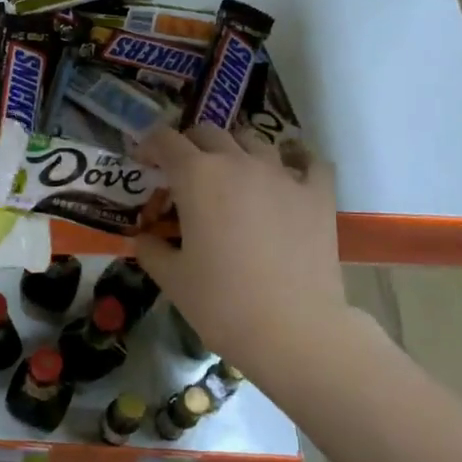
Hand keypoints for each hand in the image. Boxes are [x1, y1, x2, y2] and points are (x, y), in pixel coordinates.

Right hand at [134, 124, 378, 375]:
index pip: (166, 140)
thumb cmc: (222, 303)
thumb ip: (151, 249)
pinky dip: (296, 159)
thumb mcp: (171, 278)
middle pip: (209, 132)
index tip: (143, 162)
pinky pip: (308, 160)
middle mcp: (238, 162)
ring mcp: (282, 174)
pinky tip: (290, 172)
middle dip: (190, 144)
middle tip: (183, 170)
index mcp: (197, 176)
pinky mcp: (318, 194)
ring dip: (236, 150)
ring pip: (254, 140)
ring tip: (232, 173)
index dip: (149, 145)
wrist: (293, 329)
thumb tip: (145, 238)